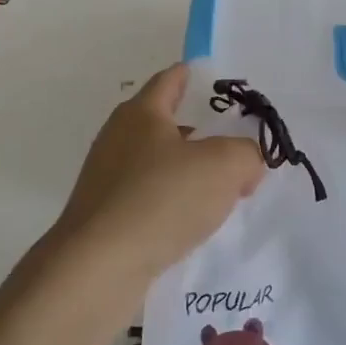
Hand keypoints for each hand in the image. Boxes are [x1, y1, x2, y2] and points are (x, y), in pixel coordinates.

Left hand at [51, 64, 265, 286]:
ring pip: (157, 164)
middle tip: (234, 142)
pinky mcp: (105, 218)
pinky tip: (194, 223)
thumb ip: (247, 154)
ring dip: (187, 172)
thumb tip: (247, 163)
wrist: (98, 269)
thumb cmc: (161, 199)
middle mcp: (118, 139)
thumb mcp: (224, 166)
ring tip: (222, 189)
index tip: (212, 78)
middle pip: (164, 123)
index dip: (193, 75)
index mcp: (141, 113)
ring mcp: (107, 180)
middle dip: (199, 131)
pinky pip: (149, 199)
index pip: (170, 80)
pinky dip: (172, 204)